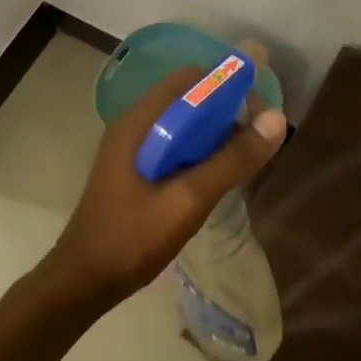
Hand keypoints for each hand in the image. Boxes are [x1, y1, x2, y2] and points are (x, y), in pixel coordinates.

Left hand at [47, 66, 288, 301]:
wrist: (83, 281)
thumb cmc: (132, 239)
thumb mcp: (188, 199)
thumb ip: (231, 159)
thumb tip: (277, 119)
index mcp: (140, 121)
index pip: (192, 79)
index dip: (230, 88)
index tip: (260, 116)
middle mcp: (134, 124)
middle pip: (189, 99)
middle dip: (226, 113)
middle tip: (255, 143)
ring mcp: (132, 147)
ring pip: (183, 124)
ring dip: (214, 134)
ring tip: (241, 162)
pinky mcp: (135, 168)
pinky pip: (174, 145)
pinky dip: (199, 151)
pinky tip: (215, 178)